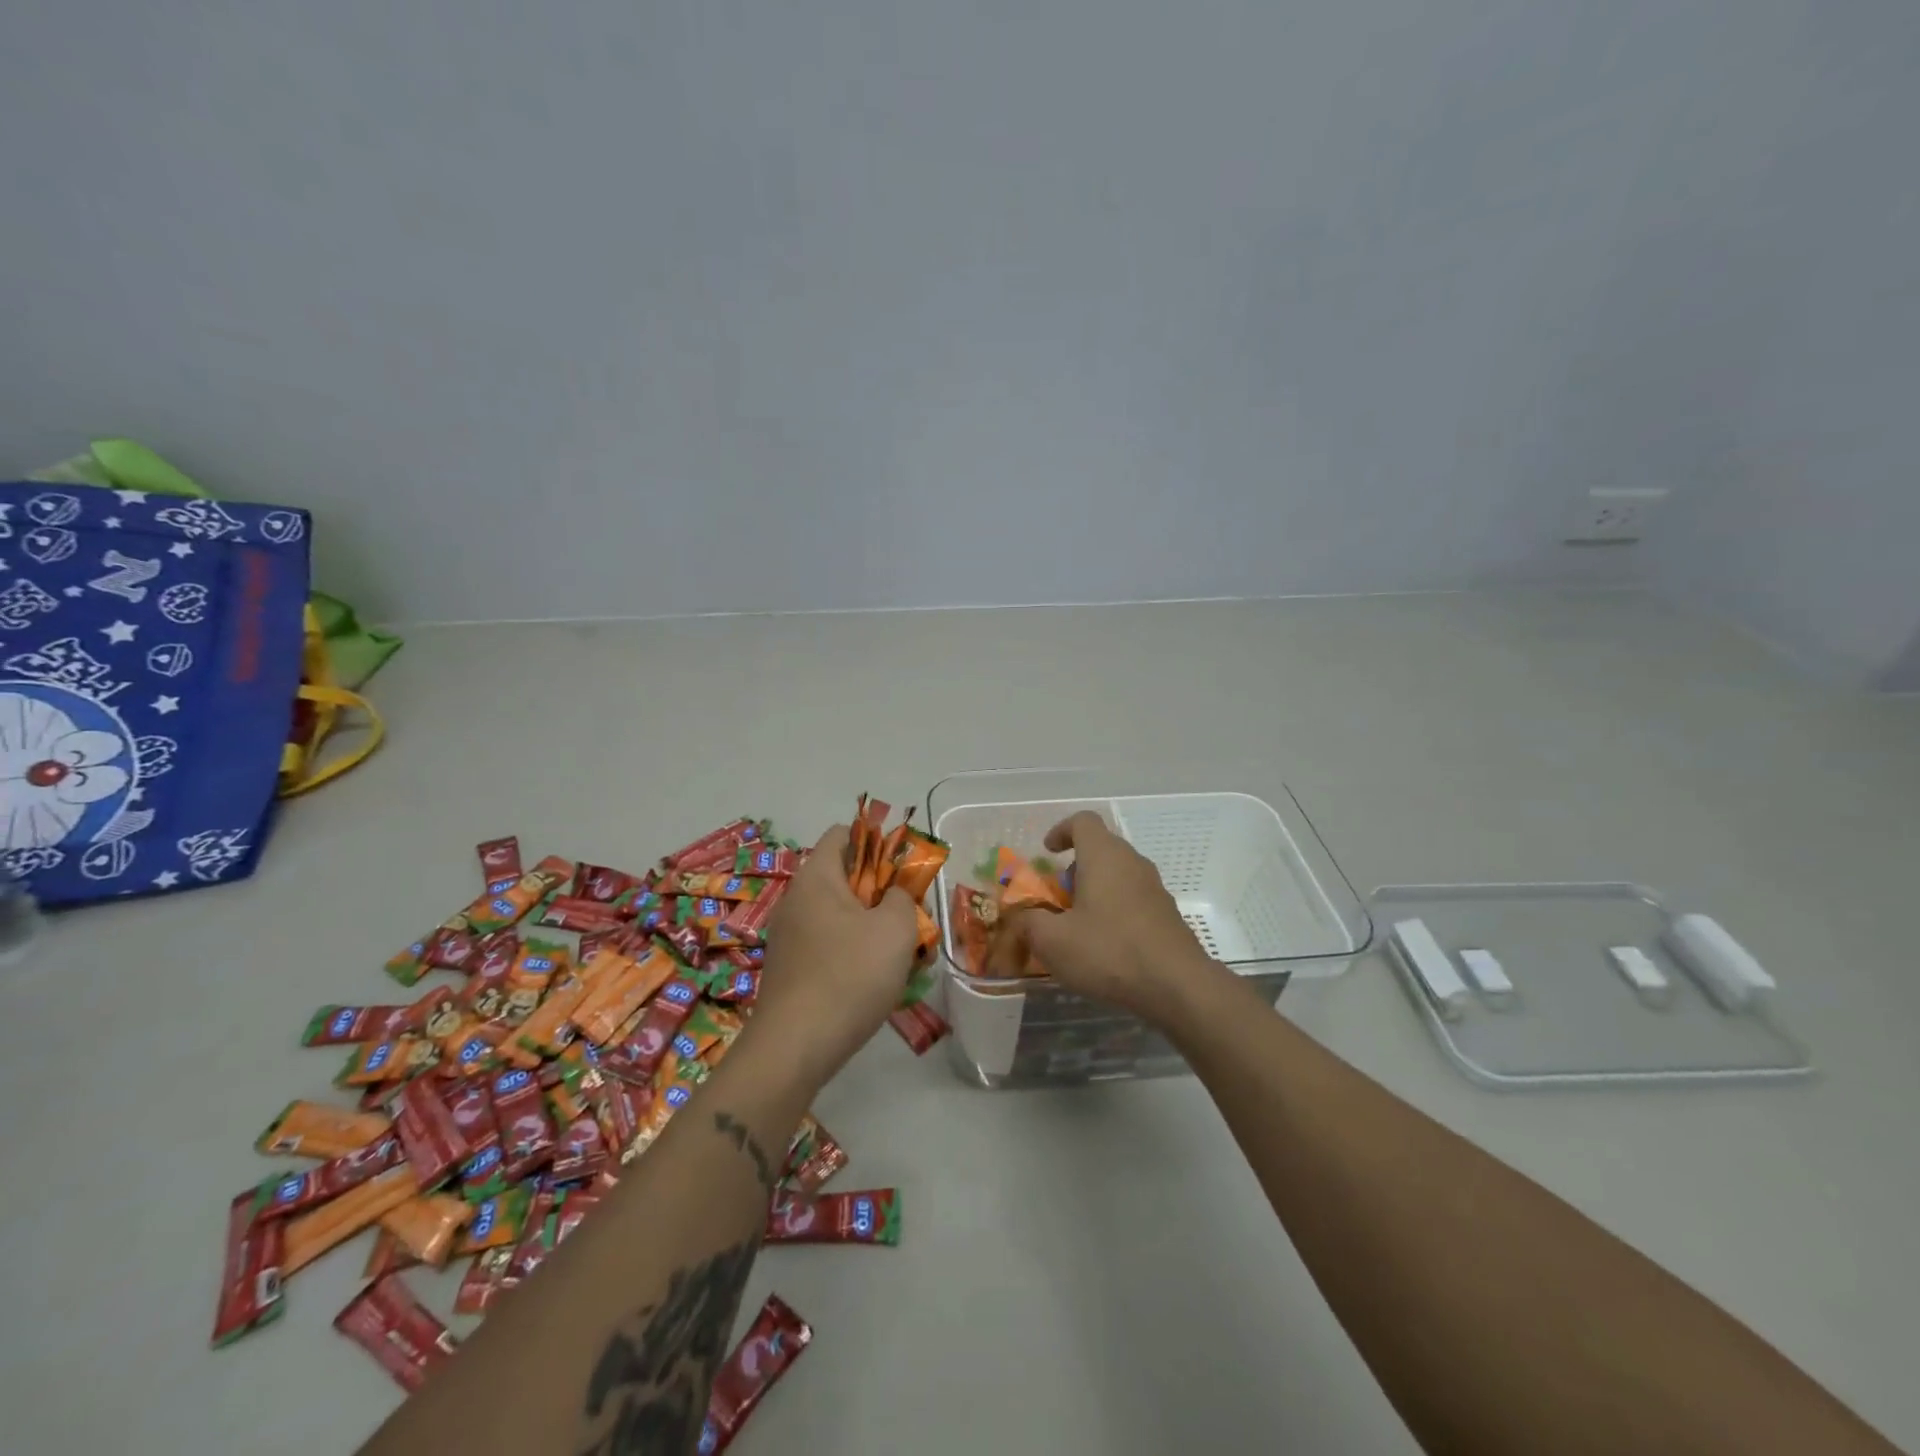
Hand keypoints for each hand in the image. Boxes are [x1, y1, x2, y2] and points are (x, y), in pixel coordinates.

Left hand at [749, 824, 918, 1085]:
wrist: (795, 1048)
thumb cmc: (850, 975)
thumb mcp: (895, 928)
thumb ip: (903, 897)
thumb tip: (894, 895)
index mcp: (817, 877)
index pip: (843, 834)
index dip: (878, 841)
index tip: (904, 869)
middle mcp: (797, 900)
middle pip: (847, 878)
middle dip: (886, 894)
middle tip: (915, 919)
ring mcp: (790, 936)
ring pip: (843, 917)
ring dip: (877, 929)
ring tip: (908, 958)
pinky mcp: (792, 969)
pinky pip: (831, 946)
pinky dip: (857, 954)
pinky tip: (881, 983)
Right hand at [997, 812, 1213, 1022]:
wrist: (1177, 986)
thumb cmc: (1109, 951)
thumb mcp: (1053, 941)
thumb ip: (1028, 923)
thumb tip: (1019, 917)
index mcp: (1103, 856)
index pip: (1083, 821)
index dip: (1061, 830)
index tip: (1048, 852)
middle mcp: (1132, 862)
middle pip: (1100, 848)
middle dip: (1075, 867)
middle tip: (1058, 897)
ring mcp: (1154, 887)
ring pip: (1118, 874)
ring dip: (1095, 889)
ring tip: (1078, 924)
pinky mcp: (1167, 913)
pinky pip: (1133, 898)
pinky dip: (1114, 908)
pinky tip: (1105, 944)